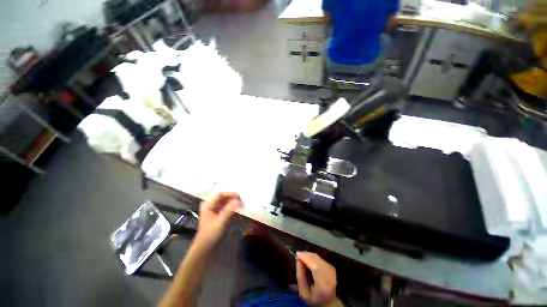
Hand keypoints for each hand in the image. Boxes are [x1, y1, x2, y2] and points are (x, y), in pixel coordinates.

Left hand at [194, 192, 241, 251]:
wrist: (205, 249)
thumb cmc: (210, 234)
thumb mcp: (220, 222)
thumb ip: (229, 210)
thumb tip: (238, 200)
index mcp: (208, 205)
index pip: (220, 195)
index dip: (230, 194)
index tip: (240, 196)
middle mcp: (211, 206)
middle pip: (223, 198)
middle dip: (233, 198)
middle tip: (242, 201)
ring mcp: (215, 211)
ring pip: (226, 203)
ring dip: (234, 203)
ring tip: (242, 204)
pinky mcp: (219, 216)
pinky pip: (227, 208)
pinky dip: (233, 208)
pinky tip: (239, 209)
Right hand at [296, 252, 342, 306]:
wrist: (328, 302)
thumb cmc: (314, 299)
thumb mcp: (303, 292)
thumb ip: (300, 276)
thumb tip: (298, 259)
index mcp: (324, 285)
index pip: (315, 267)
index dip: (306, 258)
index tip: (297, 254)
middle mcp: (330, 275)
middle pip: (317, 260)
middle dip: (306, 255)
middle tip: (298, 254)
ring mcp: (332, 270)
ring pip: (318, 258)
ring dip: (309, 255)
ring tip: (302, 257)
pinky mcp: (331, 267)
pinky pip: (320, 258)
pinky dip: (313, 257)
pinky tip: (308, 259)